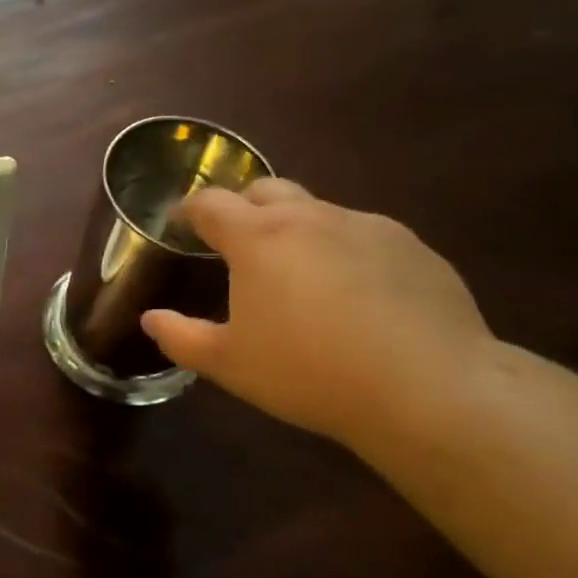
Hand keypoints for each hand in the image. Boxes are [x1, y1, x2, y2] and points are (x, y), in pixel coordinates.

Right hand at [141, 180, 494, 446]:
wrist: (425, 388)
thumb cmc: (307, 373)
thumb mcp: (228, 364)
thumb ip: (180, 337)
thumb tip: (151, 319)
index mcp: (259, 238)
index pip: (211, 203)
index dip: (189, 210)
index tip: (179, 224)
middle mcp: (312, 217)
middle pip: (266, 189)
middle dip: (242, 207)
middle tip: (235, 244)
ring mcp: (368, 226)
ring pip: (318, 211)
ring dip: (295, 230)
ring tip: (297, 277)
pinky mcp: (413, 246)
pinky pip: (363, 235)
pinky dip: (342, 251)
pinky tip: (353, 297)